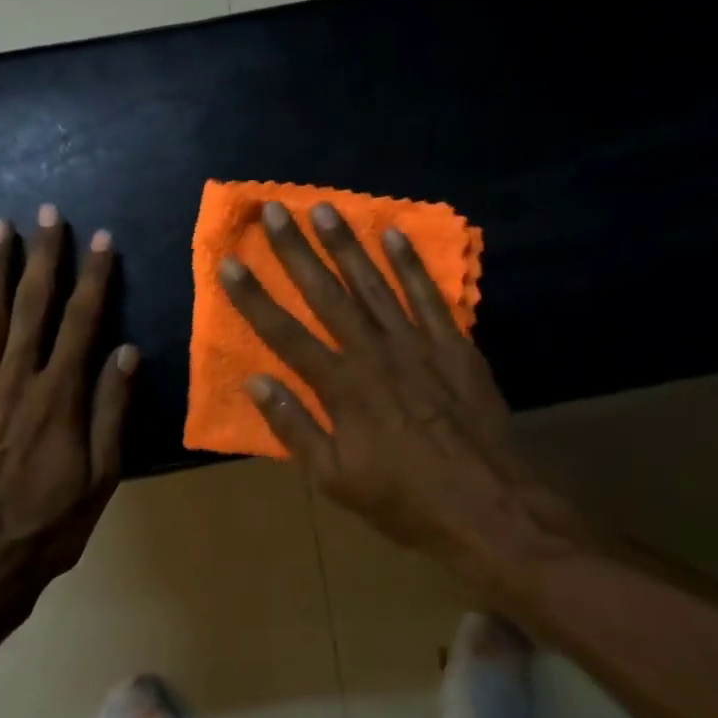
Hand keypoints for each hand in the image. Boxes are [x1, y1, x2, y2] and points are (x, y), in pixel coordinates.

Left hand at [0, 207, 136, 629]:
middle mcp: (16, 379)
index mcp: (60, 396)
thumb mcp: (100, 476)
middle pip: (32, 306)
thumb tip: (125, 352)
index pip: (82, 322)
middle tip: (47, 214)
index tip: (101, 240)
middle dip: (43, 257)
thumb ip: (111, 411)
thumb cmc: (49, 524)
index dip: (95, 278)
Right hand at [219, 201, 586, 567]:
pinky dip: (411, 265)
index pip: (285, 334)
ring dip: (346, 245)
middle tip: (275, 209)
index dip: (253, 298)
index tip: (230, 262)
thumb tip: (256, 382)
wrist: (487, 508)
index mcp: (341, 387)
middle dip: (297, 251)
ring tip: (324, 208)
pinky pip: (429, 296)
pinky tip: (394, 235)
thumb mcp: (334, 478)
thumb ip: (294, 427)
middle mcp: (374, 354)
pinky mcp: (454, 347)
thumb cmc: (403, 500)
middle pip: (327, 294)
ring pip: (374, 285)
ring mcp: (418, 345)